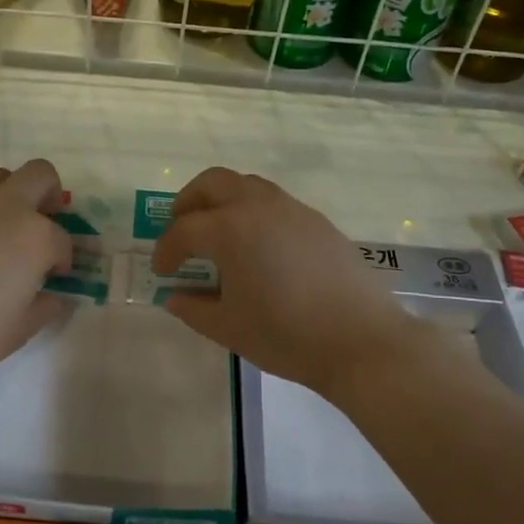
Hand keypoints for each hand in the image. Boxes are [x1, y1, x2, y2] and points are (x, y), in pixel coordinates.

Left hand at [0, 159, 72, 393]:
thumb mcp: (20, 330)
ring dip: (7, 196)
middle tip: (39, 223)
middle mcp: (4, 206)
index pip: (62, 239)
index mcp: (35, 237)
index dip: (62, 259)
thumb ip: (46, 306)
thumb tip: (54, 295)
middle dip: (48, 195)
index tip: (52, 277)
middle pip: (40, 175)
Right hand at [151, 167, 426, 399]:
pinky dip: (253, 212)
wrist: (361, 340)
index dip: (166, 250)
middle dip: (189, 203)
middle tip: (181, 230)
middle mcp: (258, 206)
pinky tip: (259, 248)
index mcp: (230, 229)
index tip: (161, 271)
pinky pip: (274, 202)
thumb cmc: (286, 336)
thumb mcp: (229, 328)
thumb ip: (194, 308)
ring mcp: (292, 209)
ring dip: (223, 201)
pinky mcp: (317, 221)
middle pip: (212, 183)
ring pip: (246, 185)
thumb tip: (175, 296)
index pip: (184, 230)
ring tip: (219, 235)